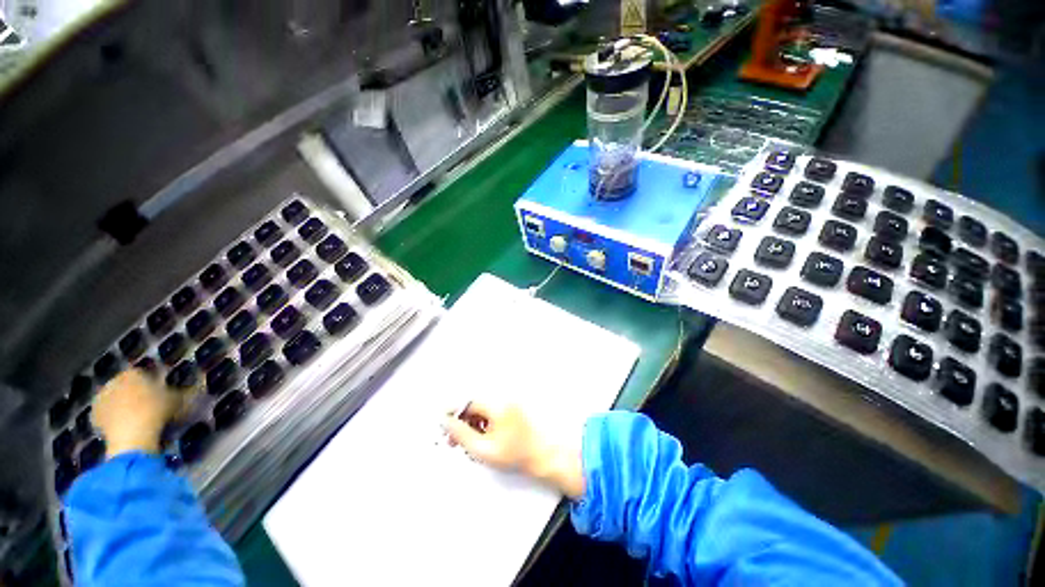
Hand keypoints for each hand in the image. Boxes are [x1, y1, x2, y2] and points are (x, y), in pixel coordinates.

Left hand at [92, 369, 184, 457]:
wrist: (132, 435)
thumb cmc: (157, 411)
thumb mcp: (178, 401)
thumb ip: (184, 393)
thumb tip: (197, 389)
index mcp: (133, 372)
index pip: (142, 374)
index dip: (152, 384)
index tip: (160, 394)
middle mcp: (114, 381)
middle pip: (126, 387)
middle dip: (134, 395)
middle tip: (149, 407)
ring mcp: (100, 399)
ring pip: (115, 402)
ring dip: (122, 408)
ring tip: (138, 420)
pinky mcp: (93, 417)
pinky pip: (107, 417)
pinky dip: (114, 421)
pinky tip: (125, 429)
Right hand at [442, 402, 584, 498]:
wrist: (542, 456)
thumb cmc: (515, 454)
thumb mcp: (483, 448)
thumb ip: (461, 434)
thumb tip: (445, 421)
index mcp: (495, 405)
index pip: (467, 402)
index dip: (452, 412)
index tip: (442, 425)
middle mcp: (502, 399)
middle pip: (473, 406)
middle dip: (461, 422)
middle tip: (452, 441)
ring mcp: (508, 404)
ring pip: (481, 411)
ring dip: (471, 425)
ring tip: (468, 445)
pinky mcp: (511, 410)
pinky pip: (490, 414)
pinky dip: (482, 426)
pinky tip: (481, 441)